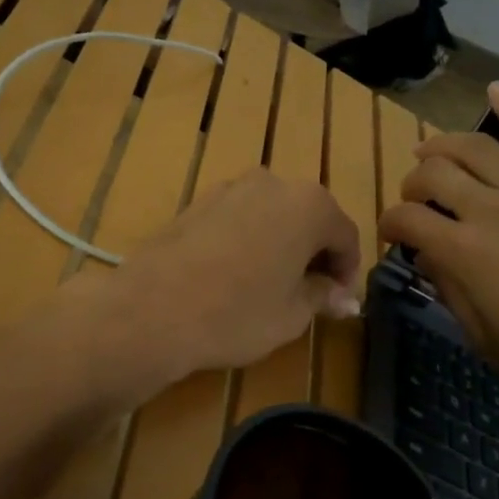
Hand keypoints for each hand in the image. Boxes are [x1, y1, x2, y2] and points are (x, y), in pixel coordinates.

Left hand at [104, 168, 361, 378]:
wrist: (151, 310)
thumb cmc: (236, 314)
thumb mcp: (292, 314)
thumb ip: (323, 297)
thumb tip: (345, 299)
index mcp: (309, 205)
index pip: (345, 235)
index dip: (347, 270)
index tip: (338, 301)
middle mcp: (272, 183)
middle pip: (308, 217)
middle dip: (314, 253)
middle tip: (309, 294)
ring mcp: (229, 187)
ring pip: (271, 215)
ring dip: (280, 244)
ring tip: (270, 286)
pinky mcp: (196, 201)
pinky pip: (238, 218)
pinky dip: (248, 240)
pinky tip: (234, 275)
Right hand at [379, 84, 498, 412]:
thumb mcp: (487, 341)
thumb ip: (451, 293)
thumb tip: (429, 258)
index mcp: (465, 252)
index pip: (405, 218)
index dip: (389, 224)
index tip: (392, 237)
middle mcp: (491, 210)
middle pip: (433, 173)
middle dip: (412, 184)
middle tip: (415, 200)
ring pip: (476, 147)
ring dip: (443, 145)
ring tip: (430, 151)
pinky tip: (495, 91)